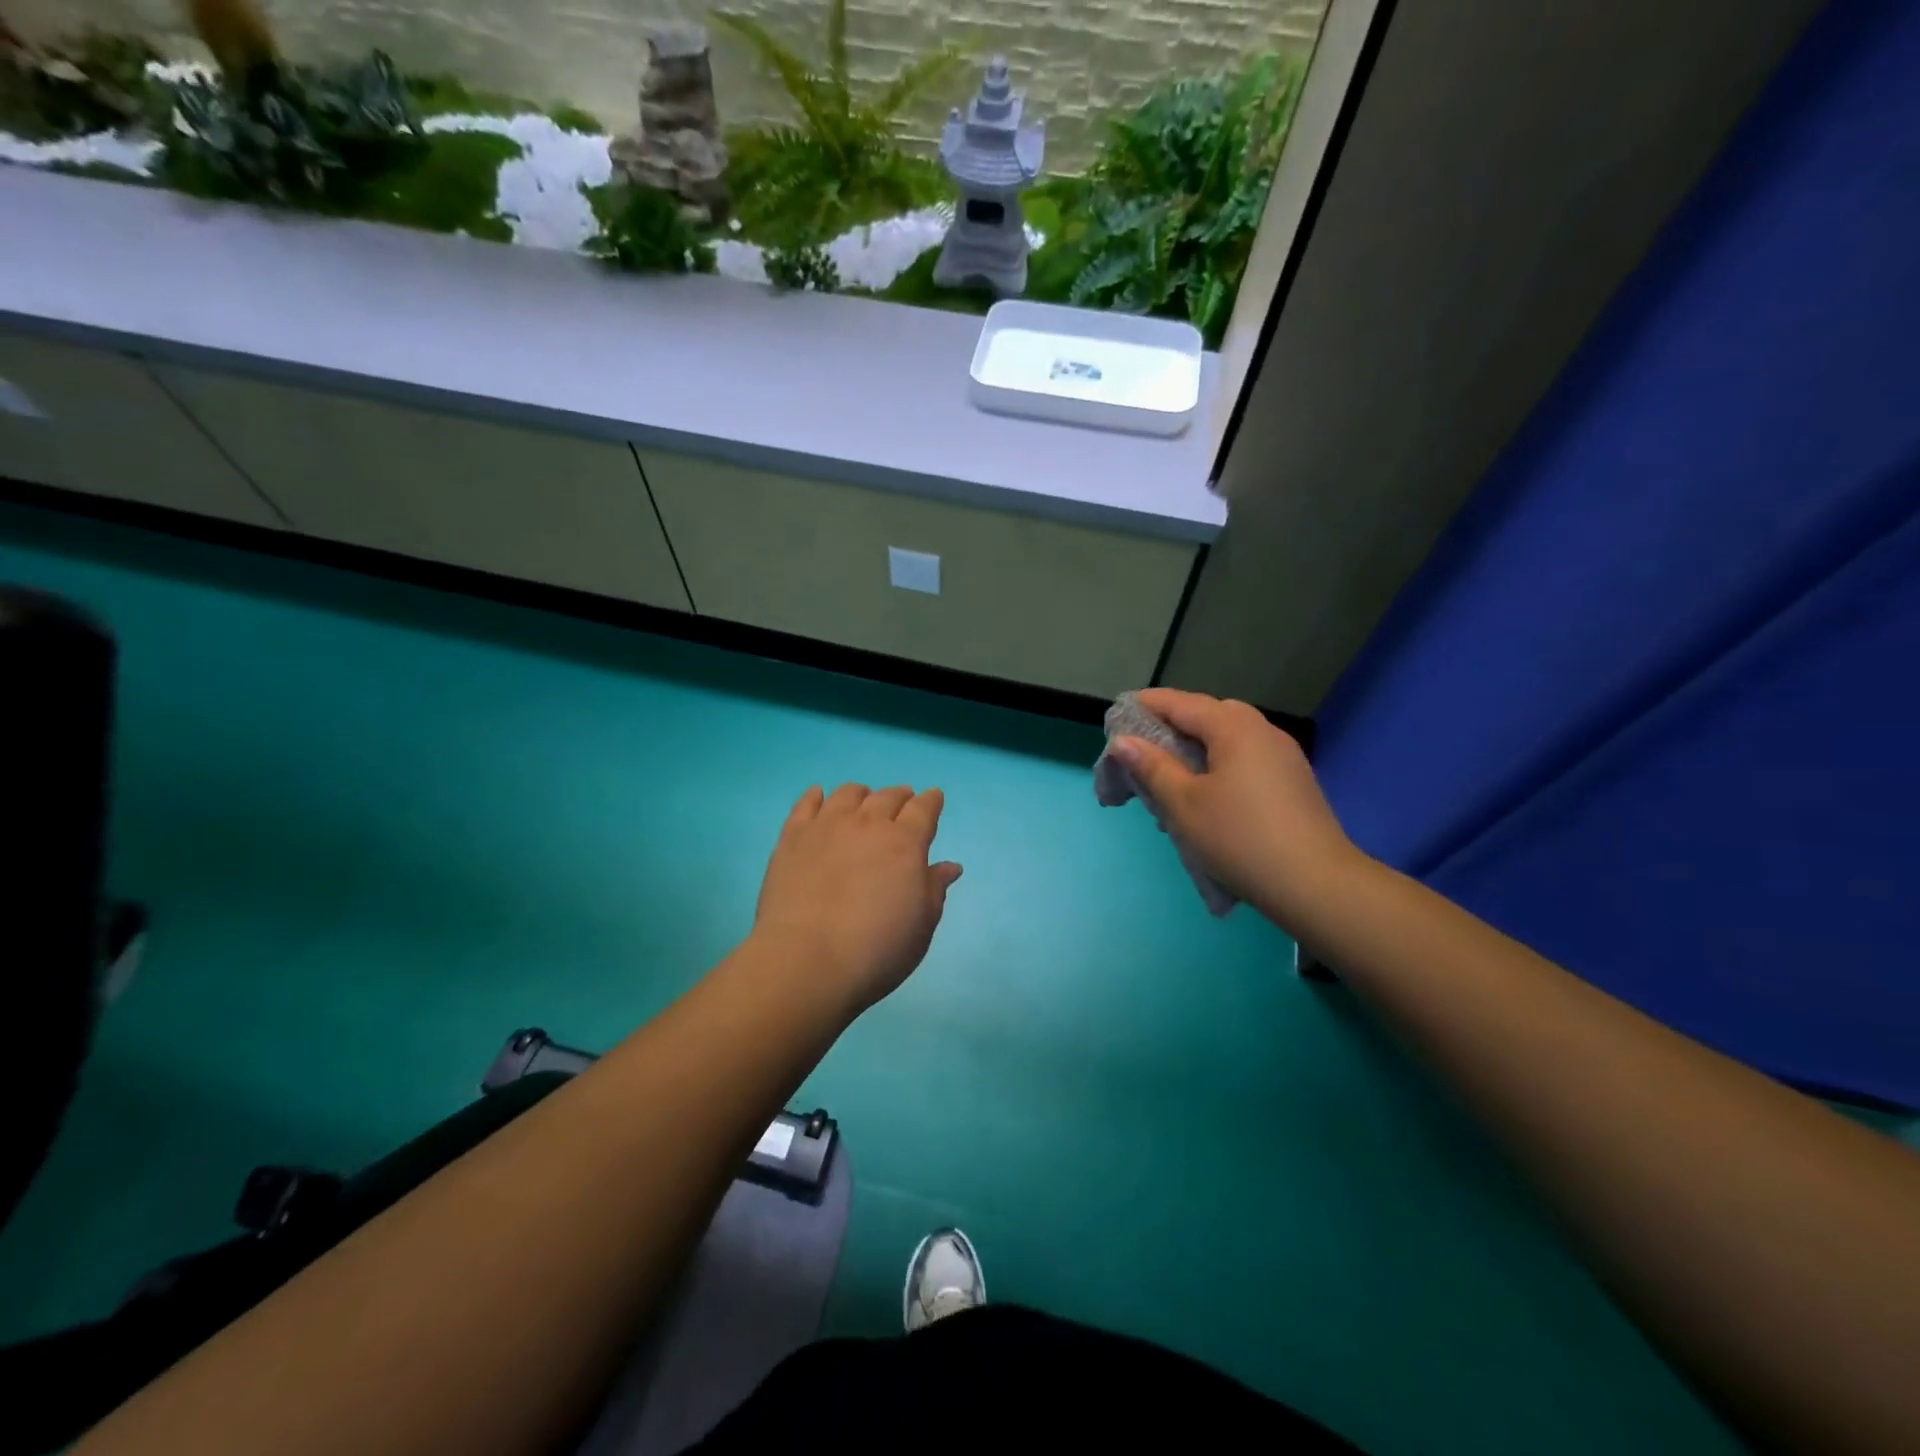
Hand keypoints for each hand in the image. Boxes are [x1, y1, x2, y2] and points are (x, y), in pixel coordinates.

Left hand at [751, 783, 962, 1017]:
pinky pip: (806, 803)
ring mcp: (827, 826)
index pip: (923, 809)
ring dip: (862, 794)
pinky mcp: (793, 836)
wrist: (807, 960)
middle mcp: (868, 824)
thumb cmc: (876, 950)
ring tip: (863, 801)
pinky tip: (818, 796)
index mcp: (905, 843)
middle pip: (888, 796)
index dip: (931, 801)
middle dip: (900, 796)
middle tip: (903, 802)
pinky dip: (816, 796)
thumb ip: (934, 890)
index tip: (934, 798)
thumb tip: (950, 867)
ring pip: (848, 794)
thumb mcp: (921, 925)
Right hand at [1111, 689, 1361, 925]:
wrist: (1315, 885)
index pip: (1181, 703)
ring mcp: (1284, 756)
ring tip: (1170, 777)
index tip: (1117, 716)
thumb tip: (1123, 741)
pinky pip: (1246, 759)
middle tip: (1143, 750)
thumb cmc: (1239, 838)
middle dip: (1173, 727)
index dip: (1146, 706)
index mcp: (1234, 727)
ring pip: (1229, 739)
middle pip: (1208, 716)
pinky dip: (1219, 766)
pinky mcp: (1293, 781)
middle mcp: (1262, 731)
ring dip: (1196, 749)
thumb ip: (1152, 767)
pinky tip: (1206, 796)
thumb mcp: (1184, 804)